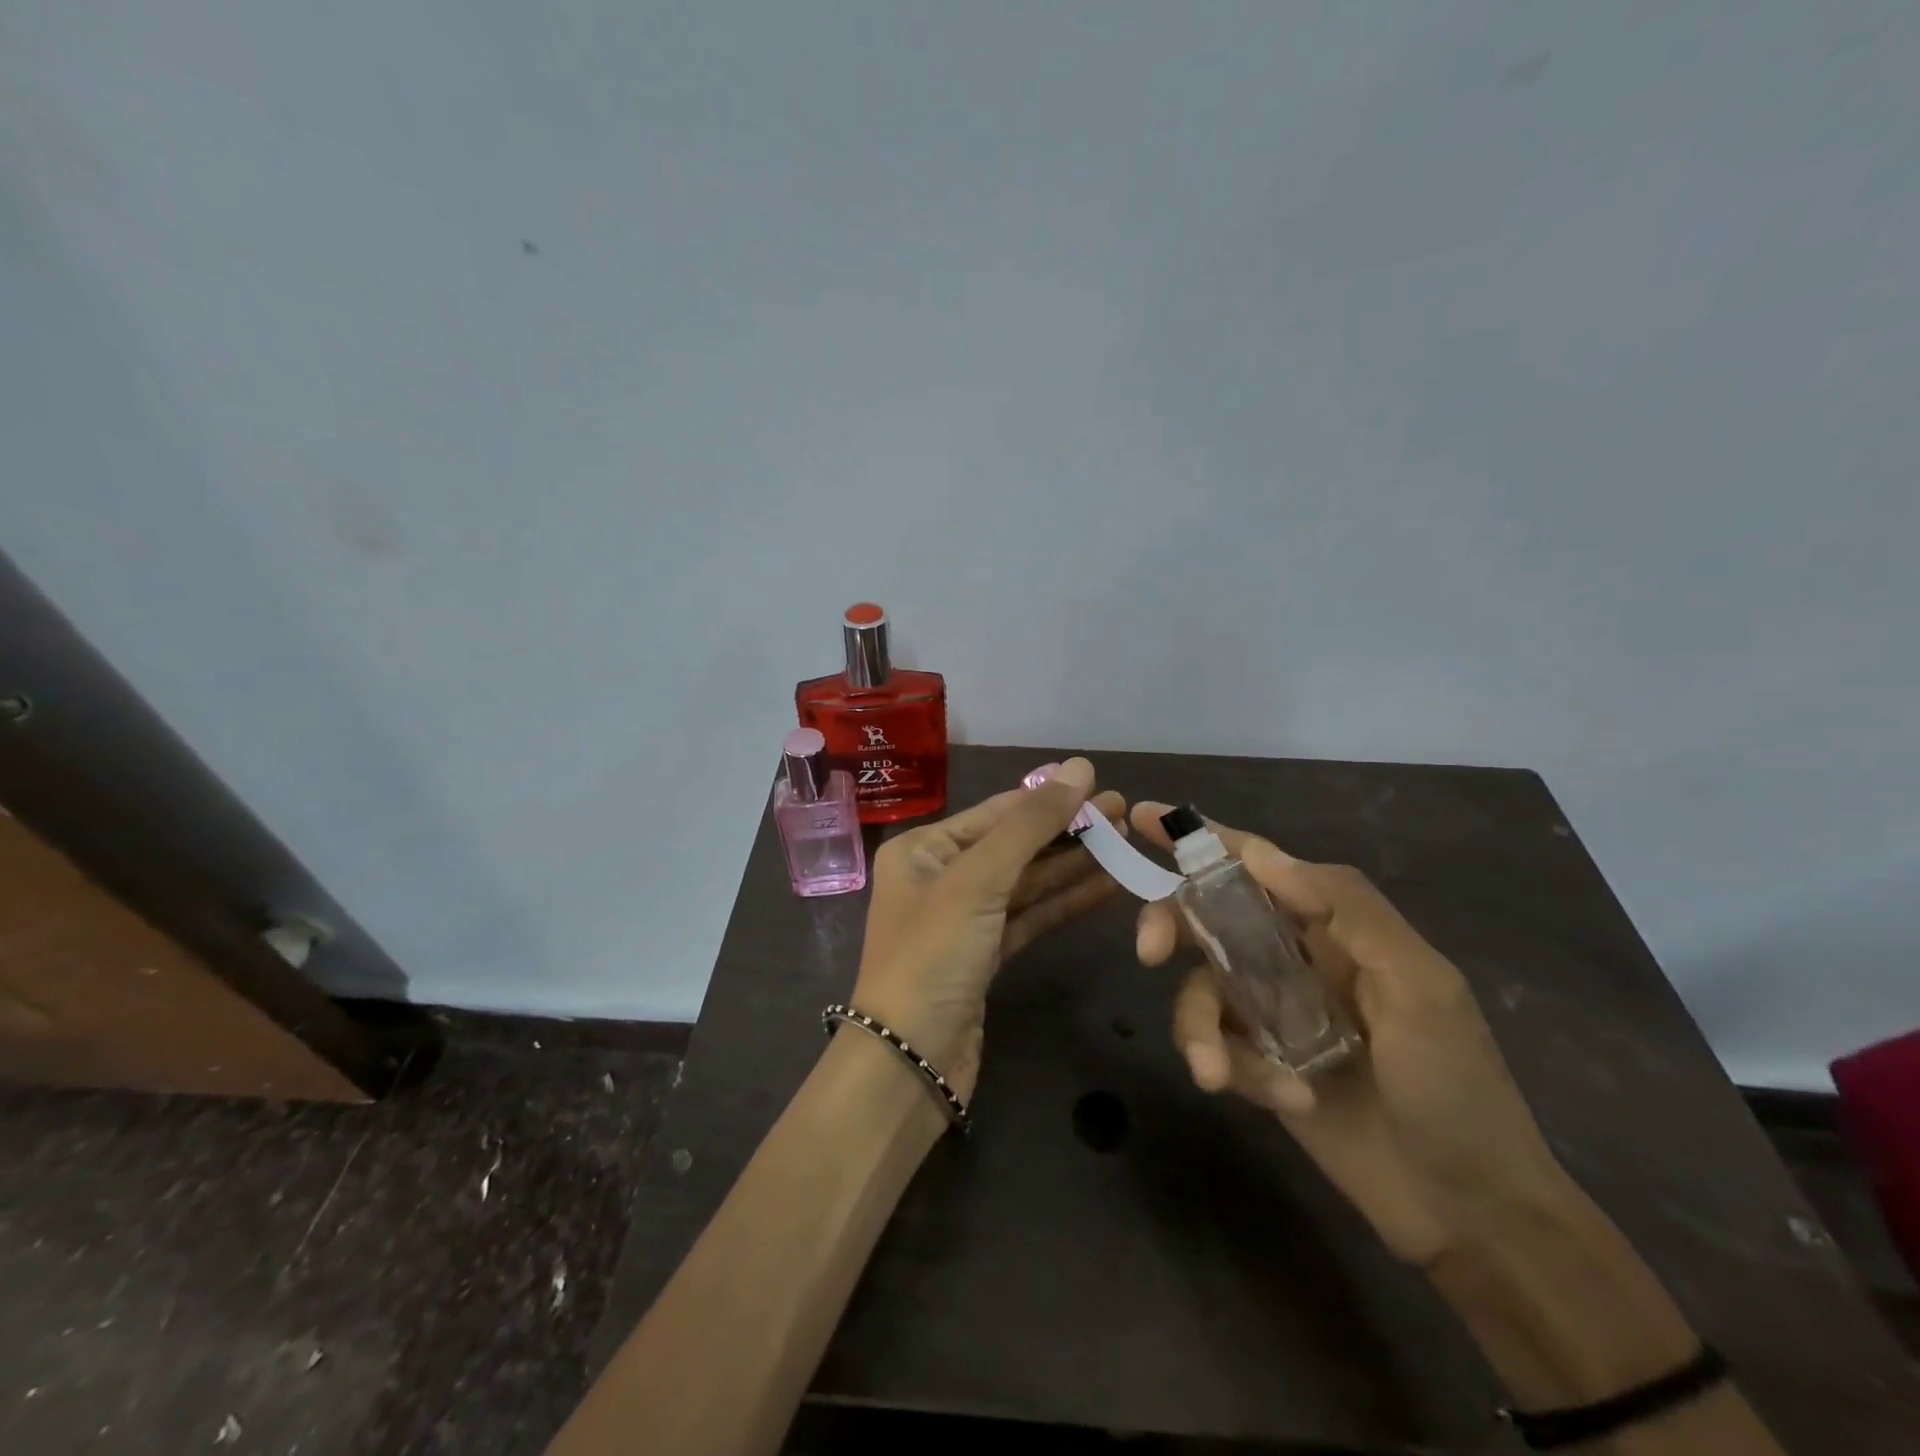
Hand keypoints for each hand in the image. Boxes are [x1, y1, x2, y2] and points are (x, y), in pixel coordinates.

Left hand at [853, 759, 1125, 1100]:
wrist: (909, 1060)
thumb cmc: (933, 955)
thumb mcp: (978, 880)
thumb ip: (1030, 824)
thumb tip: (1078, 766)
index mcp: (923, 849)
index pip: (996, 813)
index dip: (1049, 798)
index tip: (1101, 785)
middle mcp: (941, 877)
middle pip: (1014, 846)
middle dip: (1067, 831)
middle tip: (1125, 814)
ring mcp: (964, 919)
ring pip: (1027, 883)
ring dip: (1074, 865)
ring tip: (1126, 844)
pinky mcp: (985, 956)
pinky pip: (1030, 917)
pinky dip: (1065, 903)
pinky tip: (1106, 887)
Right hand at [1132, 803, 1575, 1267]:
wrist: (1469, 1210)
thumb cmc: (1456, 1086)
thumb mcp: (1420, 986)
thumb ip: (1347, 908)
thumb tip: (1262, 854)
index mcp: (1331, 926)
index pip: (1255, 865)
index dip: (1199, 837)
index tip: (1141, 815)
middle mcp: (1291, 959)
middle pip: (1205, 917)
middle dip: (1170, 926)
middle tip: (1149, 953)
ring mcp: (1270, 1013)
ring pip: (1198, 989)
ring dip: (1199, 1028)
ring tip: (1216, 1073)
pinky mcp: (1256, 1063)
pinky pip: (1214, 1045)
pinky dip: (1234, 1069)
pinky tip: (1284, 1100)